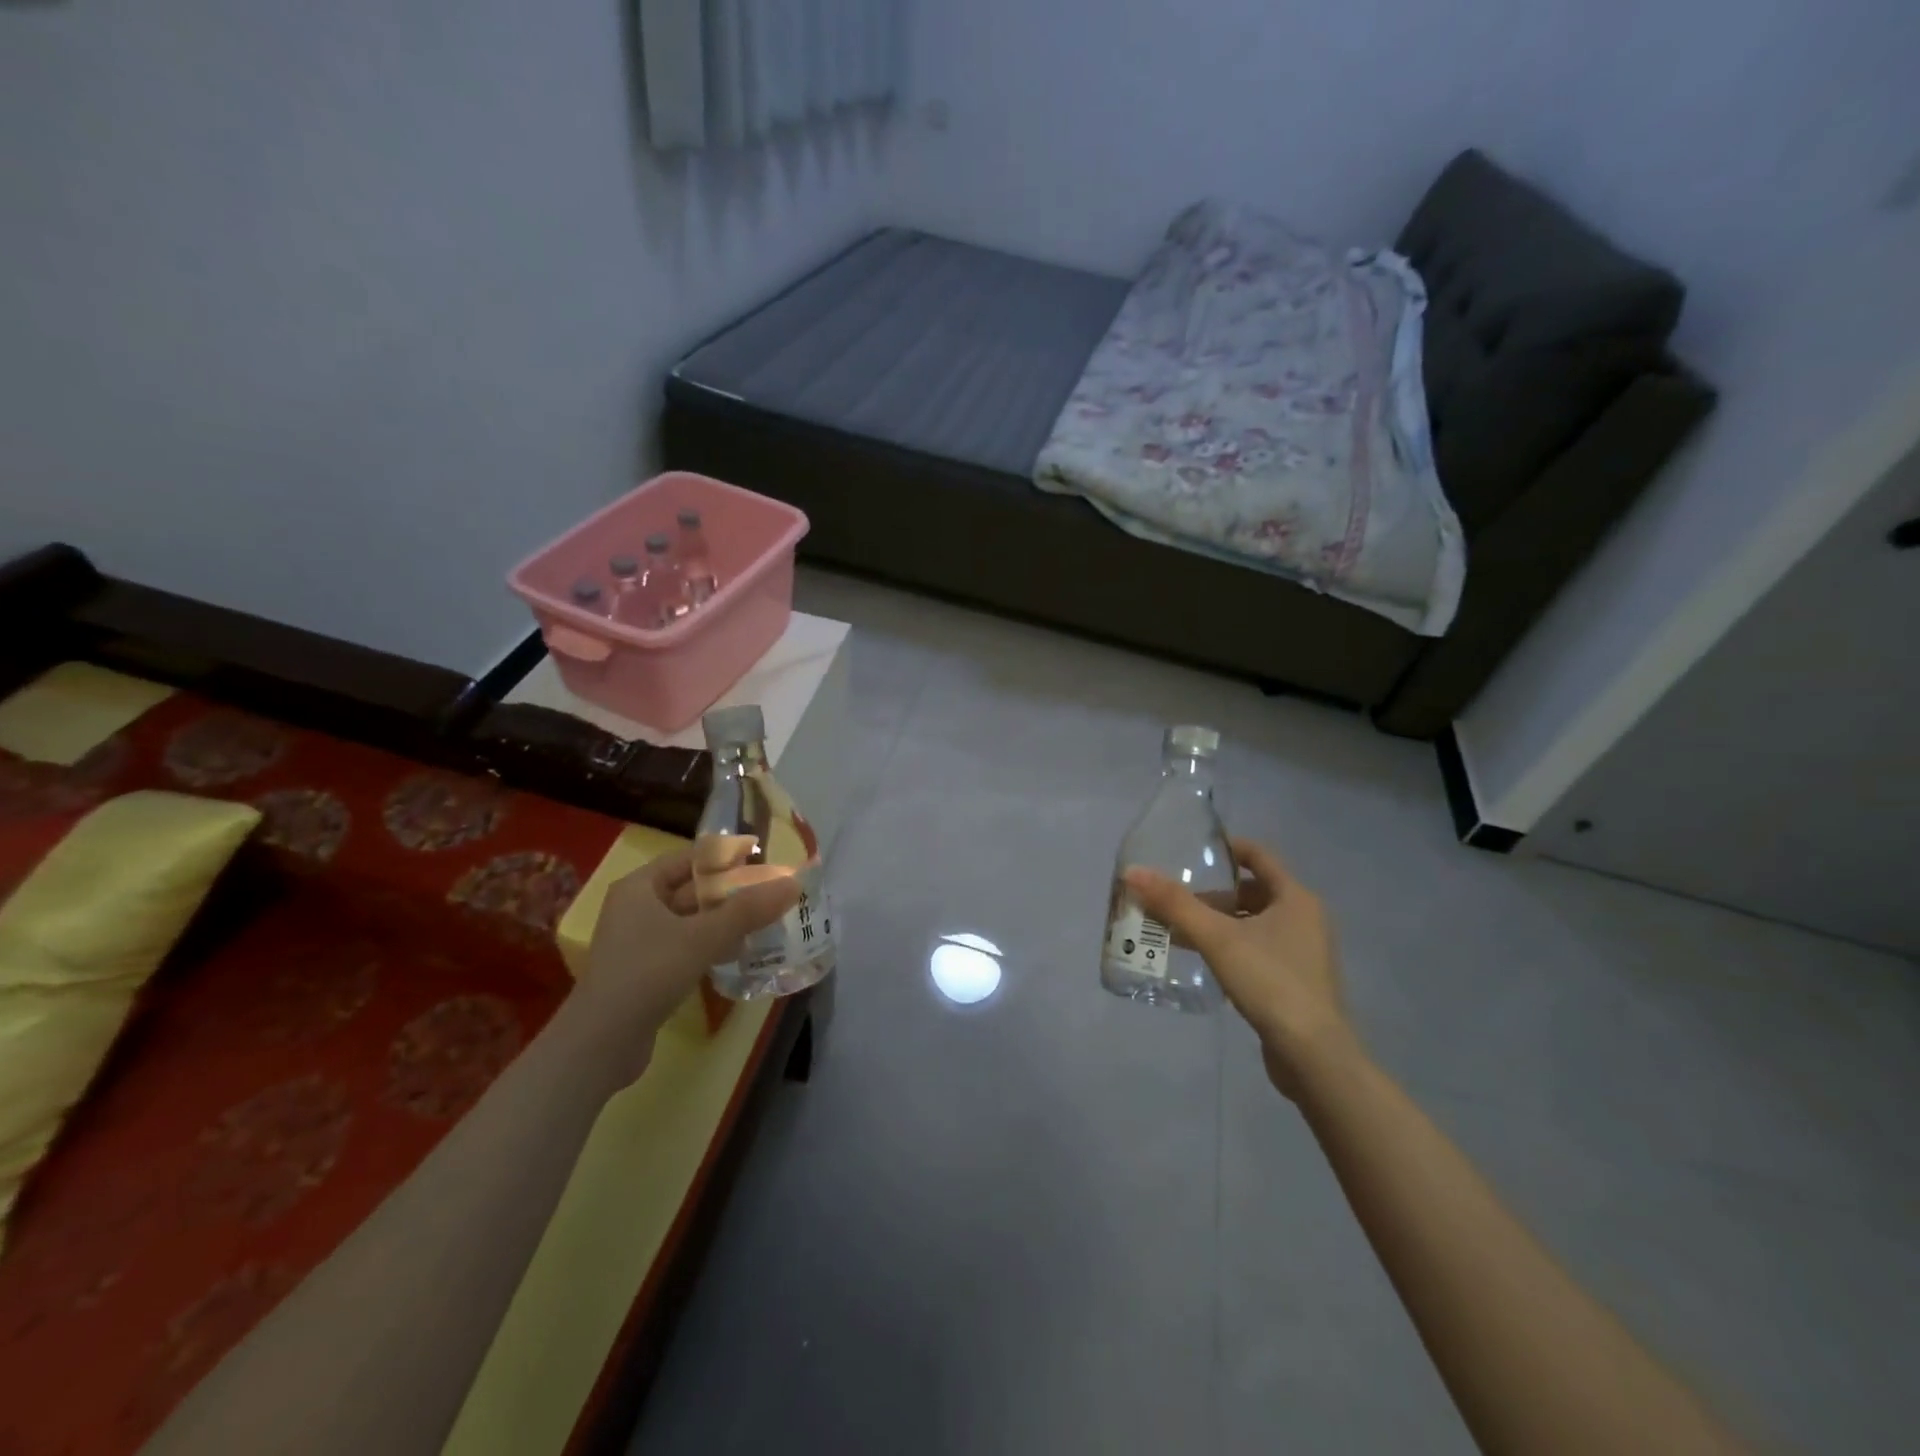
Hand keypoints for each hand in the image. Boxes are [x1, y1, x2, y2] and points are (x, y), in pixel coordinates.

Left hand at [575, 845, 799, 1076]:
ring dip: (725, 920)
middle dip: (731, 891)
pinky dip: (712, 945)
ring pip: (692, 920)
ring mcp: (640, 942)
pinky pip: (687, 946)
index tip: (763, 859)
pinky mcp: (647, 971)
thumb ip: (748, 910)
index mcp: (640, 887)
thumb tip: (793, 884)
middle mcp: (636, 908)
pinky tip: (740, 952)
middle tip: (772, 891)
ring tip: (766, 920)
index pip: (690, 858)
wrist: (600, 1044)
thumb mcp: (702, 937)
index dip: (726, 856)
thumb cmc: (648, 973)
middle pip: (692, 889)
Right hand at [1125, 836, 1349, 1097]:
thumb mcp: (1217, 938)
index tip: (1194, 851)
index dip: (1227, 848)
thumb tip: (1133, 872)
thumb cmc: (1270, 981)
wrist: (1313, 1055)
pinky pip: (1259, 949)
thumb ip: (1175, 904)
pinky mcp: (1297, 981)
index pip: (1259, 856)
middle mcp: (1305, 919)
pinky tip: (1205, 961)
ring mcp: (1305, 952)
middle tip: (1178, 898)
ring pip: (1255, 923)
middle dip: (1215, 893)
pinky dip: (1232, 947)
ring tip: (1181, 930)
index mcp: (1296, 898)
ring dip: (1220, 922)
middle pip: (1254, 891)